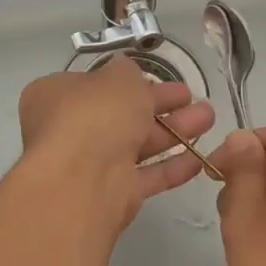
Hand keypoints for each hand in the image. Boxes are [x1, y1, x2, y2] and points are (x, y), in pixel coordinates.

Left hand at [18, 59, 216, 229]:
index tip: (156, 78)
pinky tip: (199, 159)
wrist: (83, 179)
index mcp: (56, 97)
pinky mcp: (112, 194)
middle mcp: (69, 130)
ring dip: (173, 131)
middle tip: (191, 97)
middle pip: (120, 115)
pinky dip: (171, 167)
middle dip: (160, 105)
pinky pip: (145, 176)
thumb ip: (127, 73)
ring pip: (137, 144)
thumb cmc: (95, 115)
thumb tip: (126, 71)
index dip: (125, 81)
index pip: (93, 85)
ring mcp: (90, 164)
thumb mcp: (117, 78)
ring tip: (209, 119)